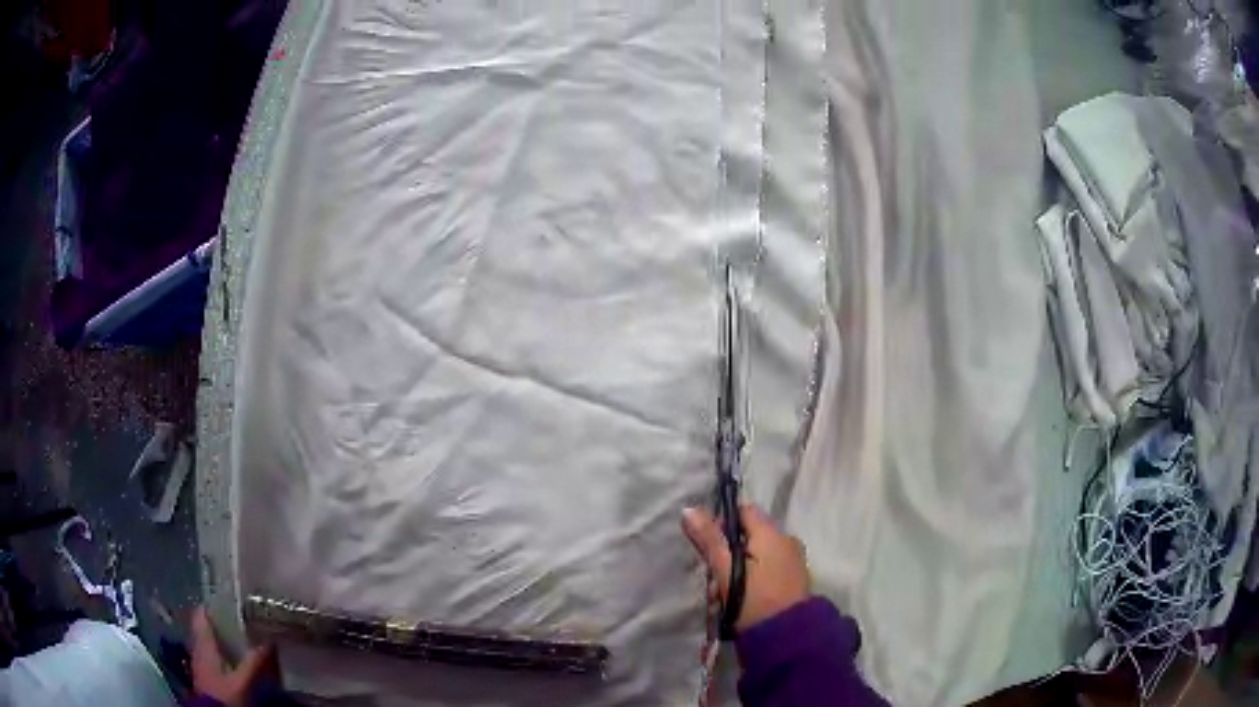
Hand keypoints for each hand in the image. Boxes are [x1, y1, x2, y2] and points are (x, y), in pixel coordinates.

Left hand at [191, 607, 277, 706]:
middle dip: (222, 621)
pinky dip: (223, 651)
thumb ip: (254, 661)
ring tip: (244, 637)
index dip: (214, 604)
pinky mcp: (206, 673)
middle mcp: (198, 646)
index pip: (202, 613)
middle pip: (206, 626)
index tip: (230, 598)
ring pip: (210, 641)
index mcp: (203, 641)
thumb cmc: (224, 693)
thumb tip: (271, 641)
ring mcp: (201, 660)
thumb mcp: (242, 680)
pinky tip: (237, 657)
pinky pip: (213, 654)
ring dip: (223, 637)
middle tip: (243, 618)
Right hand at [682, 504, 808, 632]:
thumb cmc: (754, 599)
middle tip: (712, 581)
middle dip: (725, 557)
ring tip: (720, 599)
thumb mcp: (726, 569)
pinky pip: (766, 571)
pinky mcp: (792, 582)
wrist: (785, 636)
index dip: (722, 523)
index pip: (744, 511)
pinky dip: (749, 582)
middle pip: (748, 537)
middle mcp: (787, 541)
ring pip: (755, 557)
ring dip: (734, 573)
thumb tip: (689, 509)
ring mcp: (793, 562)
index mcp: (773, 534)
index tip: (707, 547)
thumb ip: (710, 539)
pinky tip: (736, 603)